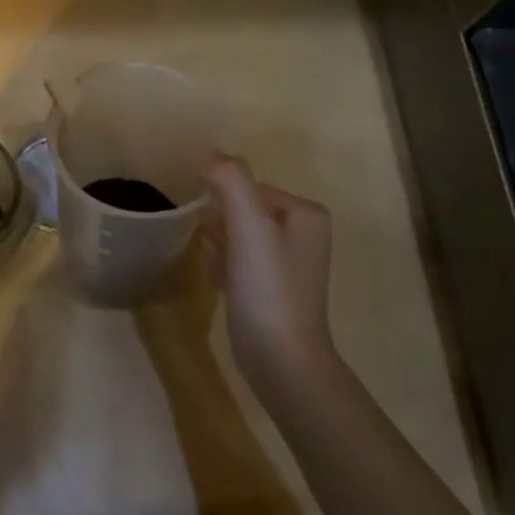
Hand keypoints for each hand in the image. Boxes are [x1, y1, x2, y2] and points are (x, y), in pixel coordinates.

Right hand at [203, 157, 336, 400]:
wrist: (281, 360)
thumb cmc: (268, 289)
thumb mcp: (249, 226)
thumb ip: (231, 181)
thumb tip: (208, 154)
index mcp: (305, 213)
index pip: (249, 187)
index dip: (222, 203)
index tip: (208, 225)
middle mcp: (302, 233)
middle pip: (242, 211)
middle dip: (220, 227)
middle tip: (213, 249)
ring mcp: (287, 263)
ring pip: (236, 236)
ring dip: (218, 247)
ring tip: (217, 269)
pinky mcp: (271, 288)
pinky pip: (237, 260)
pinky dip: (222, 267)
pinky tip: (220, 284)